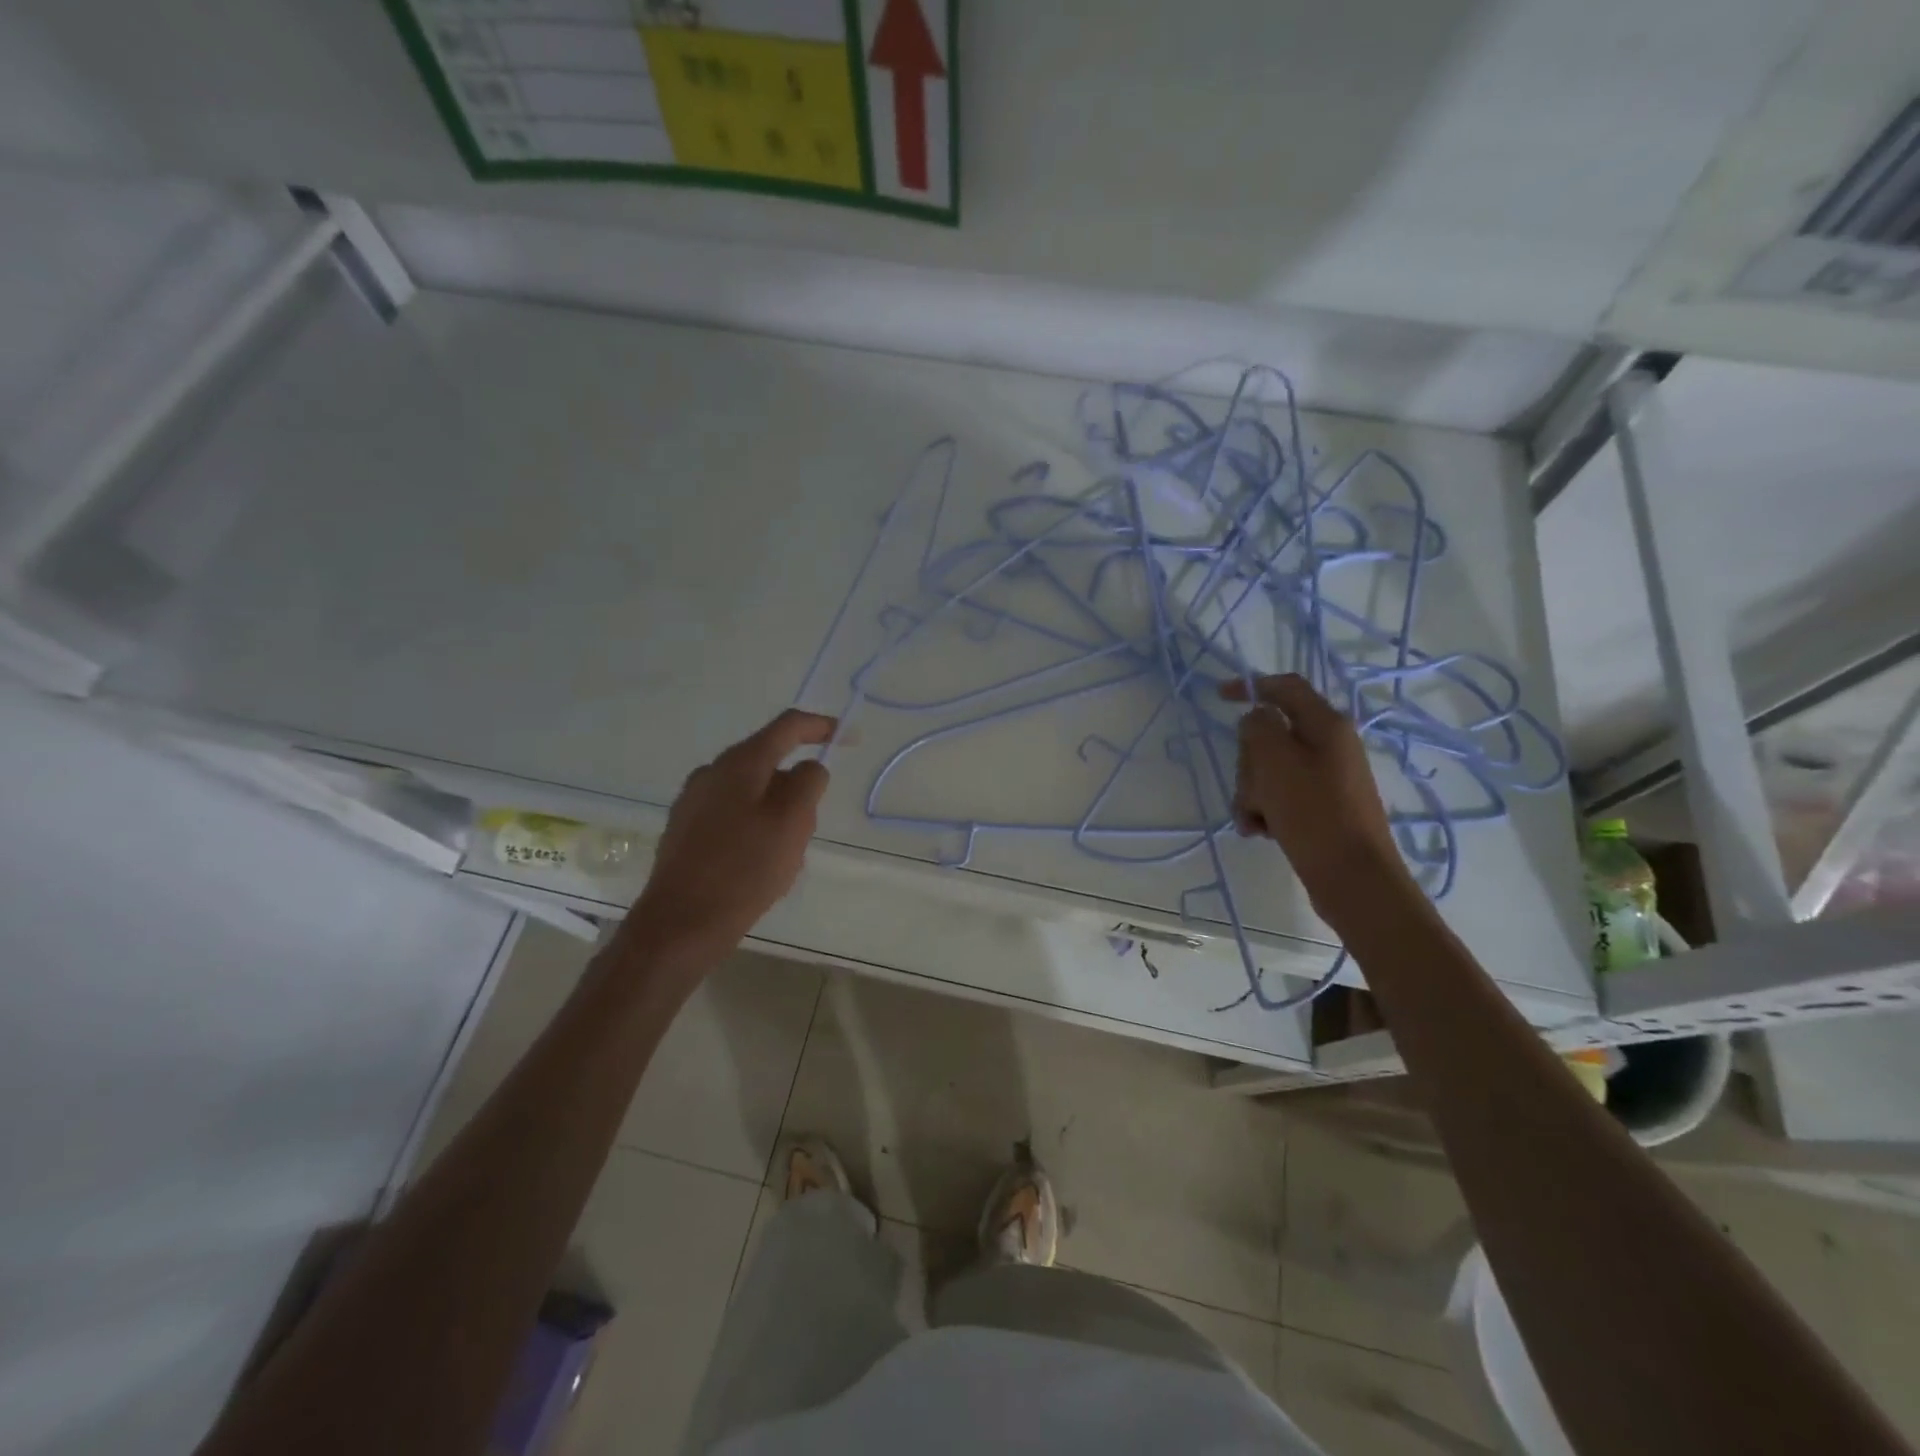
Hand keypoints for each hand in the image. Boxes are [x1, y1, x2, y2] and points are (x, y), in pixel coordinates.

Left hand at [627, 709, 835, 961]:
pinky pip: (732, 815)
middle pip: (768, 762)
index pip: (787, 726)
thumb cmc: (744, 869)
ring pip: (751, 792)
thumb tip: (808, 767)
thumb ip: (808, 783)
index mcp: (740, 763)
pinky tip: (756, 865)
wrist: (680, 923)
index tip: (847, 736)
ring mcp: (693, 800)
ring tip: (784, 856)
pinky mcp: (684, 829)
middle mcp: (712, 772)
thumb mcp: (792, 822)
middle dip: (797, 787)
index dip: (821, 726)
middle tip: (810, 826)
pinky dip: (754, 827)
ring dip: (776, 812)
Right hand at [1220, 674, 1413, 916]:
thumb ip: (1258, 727)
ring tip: (1254, 820)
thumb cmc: (1313, 812)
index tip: (1218, 697)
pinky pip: (1281, 796)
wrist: (1352, 877)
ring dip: (1252, 791)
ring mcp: (1327, 777)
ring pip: (1270, 769)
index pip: (1285, 687)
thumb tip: (1256, 719)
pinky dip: (1265, 809)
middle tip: (1248, 787)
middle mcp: (1330, 745)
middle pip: (1270, 735)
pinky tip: (1261, 831)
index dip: (1251, 686)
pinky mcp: (1322, 806)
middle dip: (1248, 762)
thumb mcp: (1275, 761)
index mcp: (1326, 725)